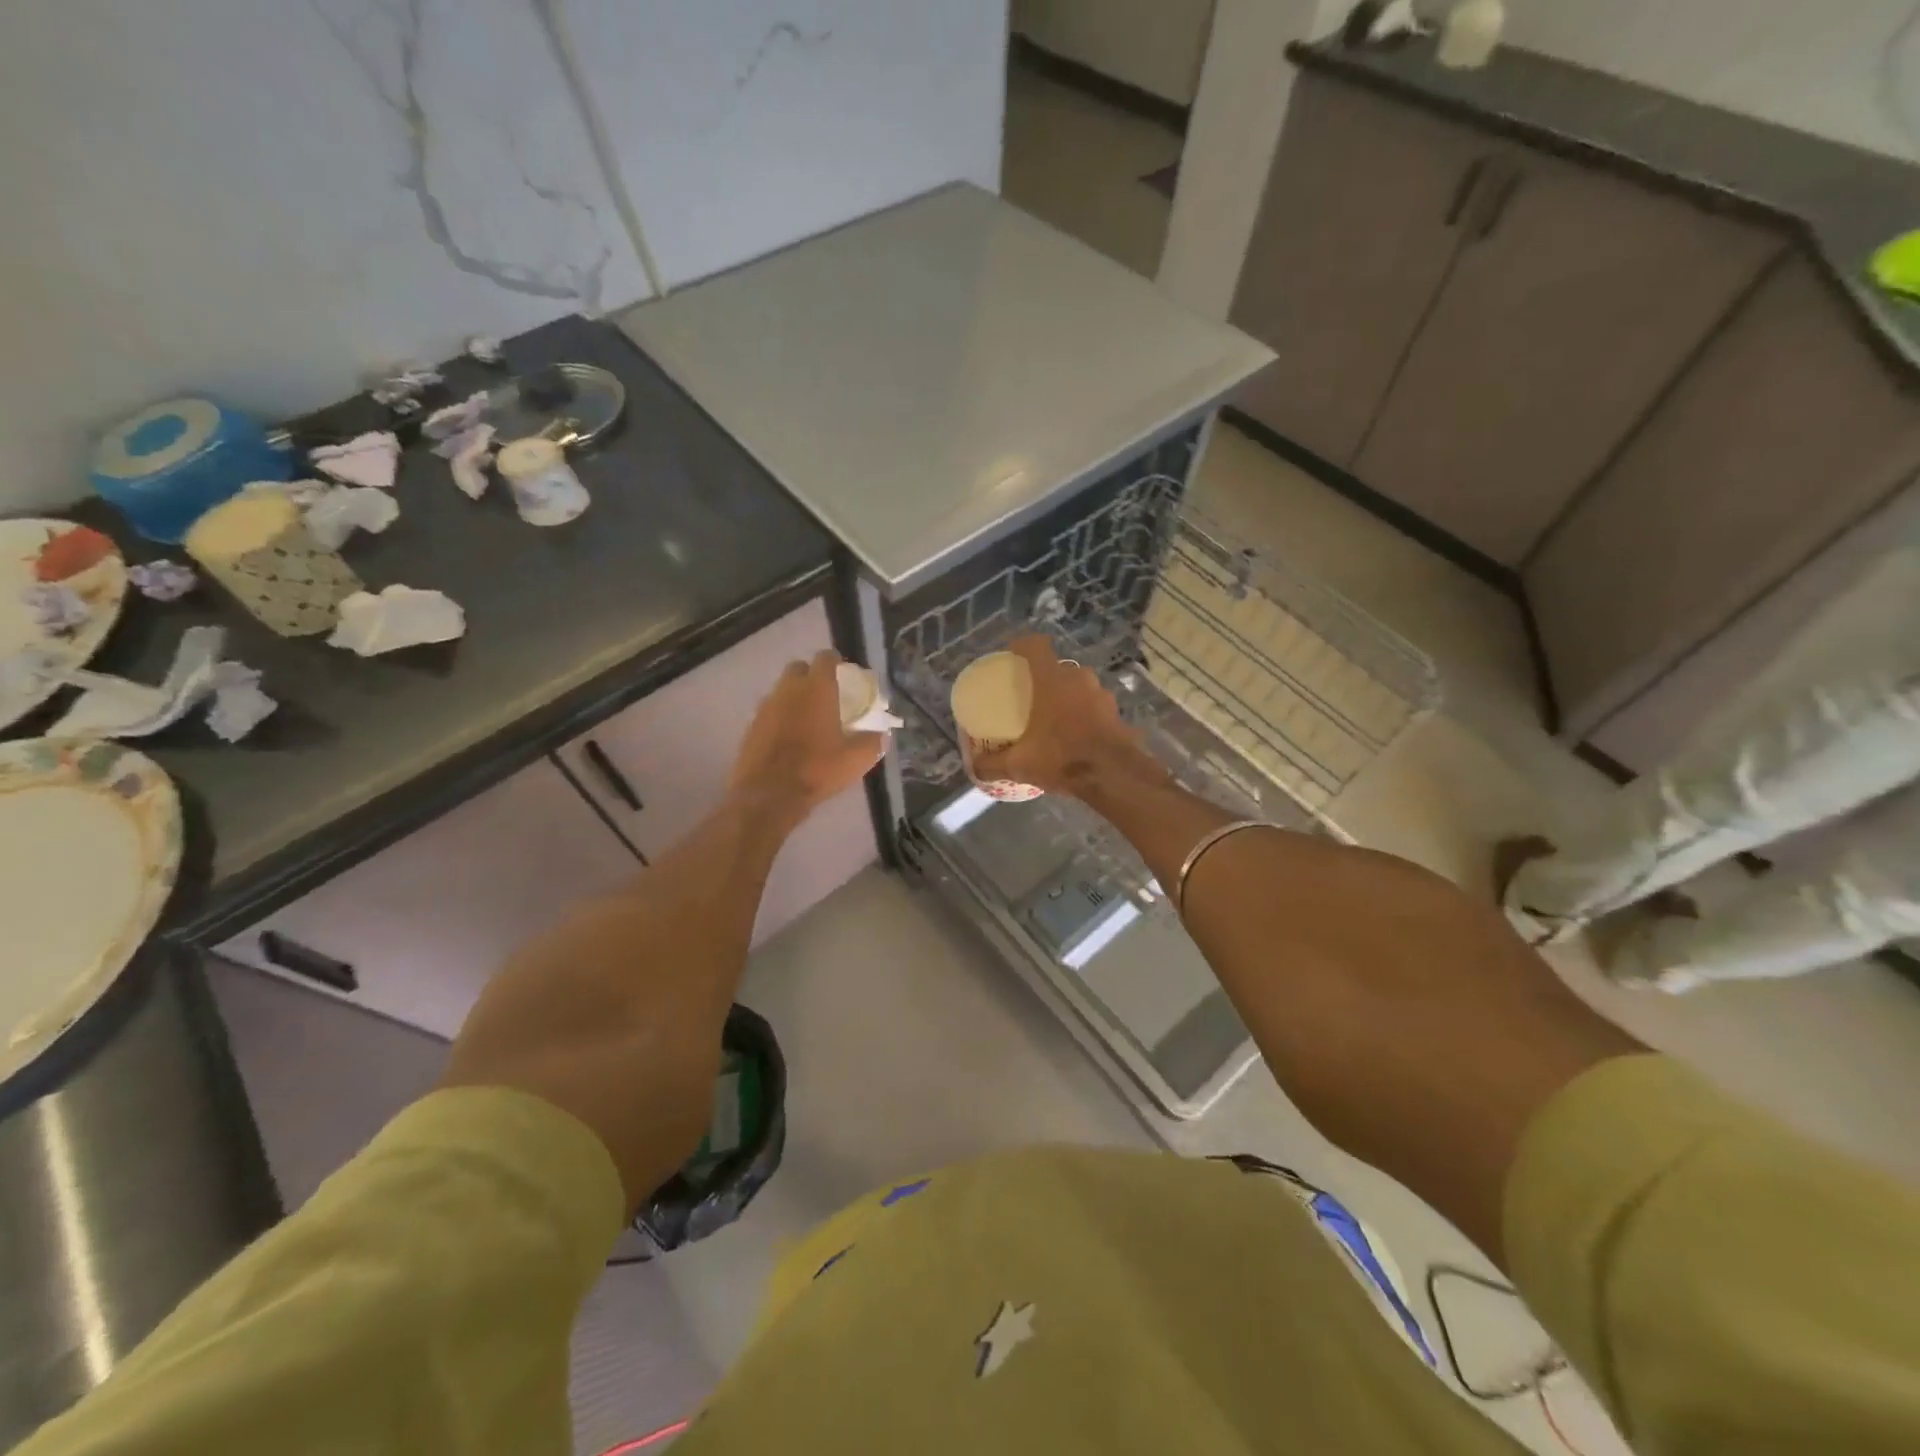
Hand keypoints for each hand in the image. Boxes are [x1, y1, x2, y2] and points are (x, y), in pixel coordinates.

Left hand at [731, 651, 884, 829]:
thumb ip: (872, 742)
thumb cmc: (817, 770)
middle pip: (798, 669)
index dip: (835, 661)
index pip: (825, 659)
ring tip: (808, 719)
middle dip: (811, 676)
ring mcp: (765, 708)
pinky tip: (789, 739)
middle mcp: (788, 690)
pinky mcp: (751, 727)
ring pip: (781, 691)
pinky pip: (769, 713)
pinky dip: (780, 718)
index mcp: (816, 690)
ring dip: (794, 698)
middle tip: (826, 695)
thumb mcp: (856, 759)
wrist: (768, 795)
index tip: (844, 672)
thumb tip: (881, 735)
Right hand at [970, 635, 1158, 797]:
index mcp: (1052, 680)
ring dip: (1066, 697)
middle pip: (1057, 668)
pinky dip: (1083, 714)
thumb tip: (975, 768)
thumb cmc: (1062, 757)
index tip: (1011, 655)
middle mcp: (1079, 679)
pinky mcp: (1116, 713)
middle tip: (1029, 696)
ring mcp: (1102, 694)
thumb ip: (993, 764)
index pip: (1035, 646)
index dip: (1022, 645)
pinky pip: (1094, 706)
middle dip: (1043, 678)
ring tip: (1052, 717)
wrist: (1113, 775)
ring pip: (1078, 687)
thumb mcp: (1020, 764)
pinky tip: (1074, 734)